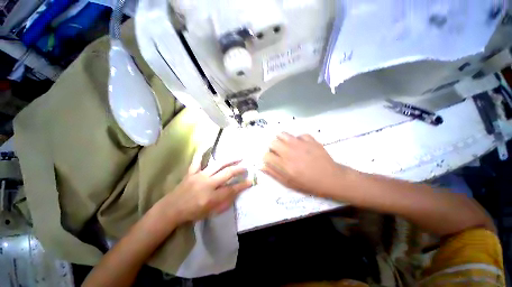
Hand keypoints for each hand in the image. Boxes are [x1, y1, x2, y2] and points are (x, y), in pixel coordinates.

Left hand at [161, 159, 251, 223]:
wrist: (171, 209)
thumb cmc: (192, 213)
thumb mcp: (211, 213)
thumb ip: (224, 203)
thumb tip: (236, 193)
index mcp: (211, 197)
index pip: (232, 189)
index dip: (243, 185)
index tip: (251, 181)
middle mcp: (207, 184)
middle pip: (227, 173)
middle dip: (239, 169)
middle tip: (246, 167)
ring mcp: (199, 176)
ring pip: (218, 164)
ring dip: (230, 160)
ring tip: (239, 157)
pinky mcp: (192, 172)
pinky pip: (197, 160)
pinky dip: (201, 152)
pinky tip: (207, 144)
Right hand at [262, 133, 347, 196]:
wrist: (331, 178)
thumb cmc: (309, 183)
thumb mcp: (289, 183)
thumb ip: (274, 174)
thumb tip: (261, 166)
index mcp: (284, 165)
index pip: (266, 155)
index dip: (267, 158)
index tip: (271, 160)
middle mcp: (290, 151)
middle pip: (272, 142)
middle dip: (273, 148)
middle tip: (279, 153)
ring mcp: (300, 143)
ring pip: (282, 134)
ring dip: (282, 140)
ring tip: (287, 146)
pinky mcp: (310, 139)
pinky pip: (298, 135)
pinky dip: (298, 139)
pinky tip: (302, 146)